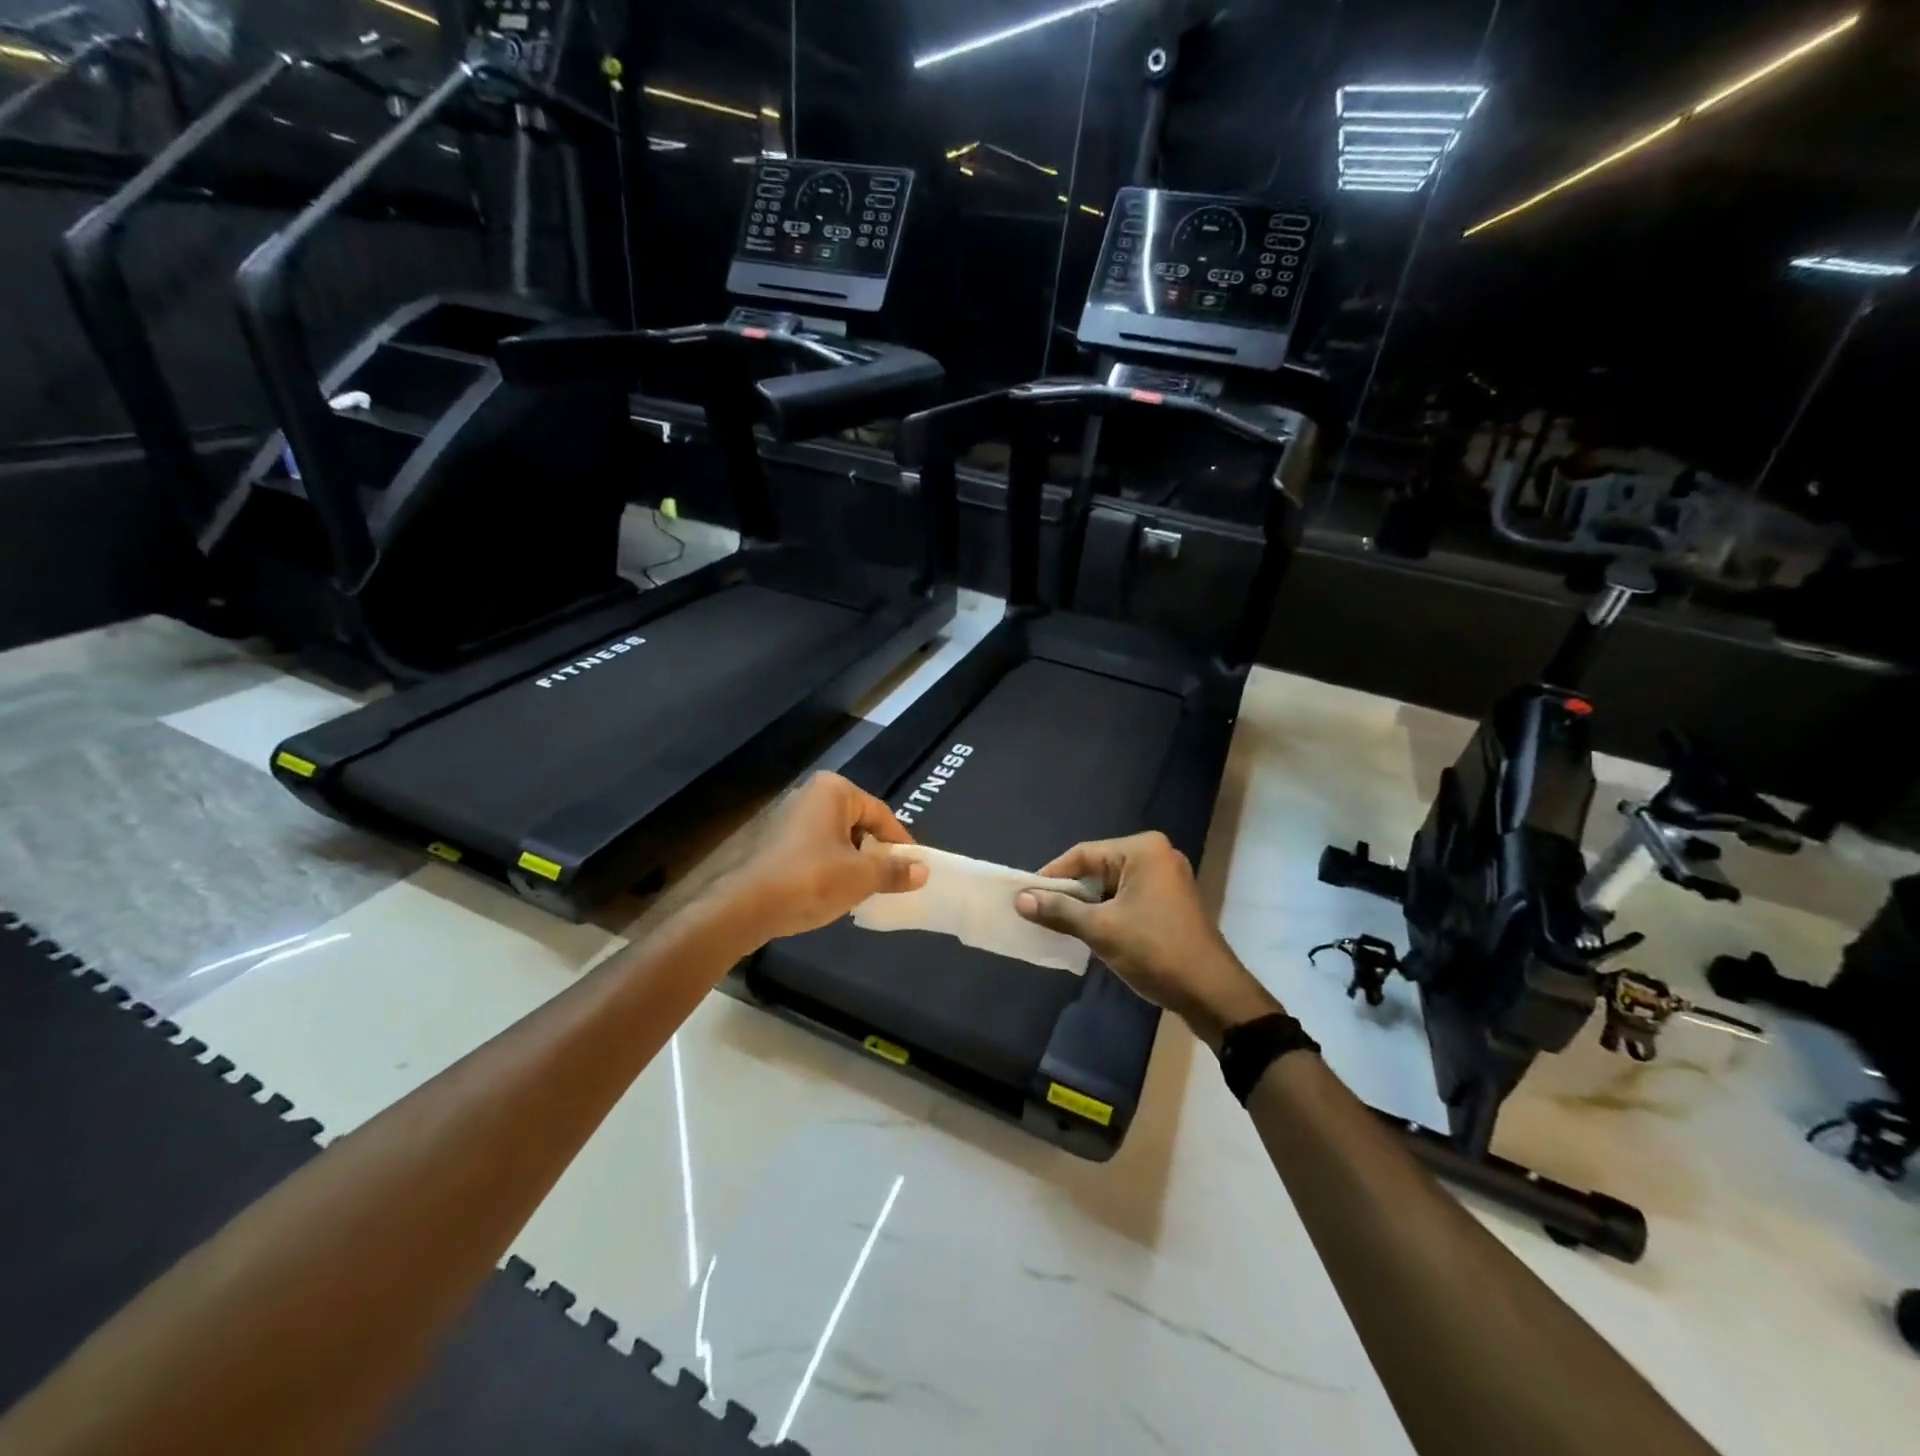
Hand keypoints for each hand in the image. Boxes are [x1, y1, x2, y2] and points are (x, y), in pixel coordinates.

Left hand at [714, 773, 927, 944]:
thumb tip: (922, 870)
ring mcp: (788, 817)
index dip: (900, 843)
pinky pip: (815, 849)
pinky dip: (830, 867)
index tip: (915, 868)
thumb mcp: (861, 877)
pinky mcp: (774, 841)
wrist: (746, 907)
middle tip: (891, 880)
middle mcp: (810, 794)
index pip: (881, 814)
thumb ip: (894, 870)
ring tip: (865, 890)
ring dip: (853, 862)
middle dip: (875, 852)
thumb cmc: (811, 880)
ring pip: (837, 839)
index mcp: (834, 790)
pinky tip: (834, 892)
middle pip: (858, 824)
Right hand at [1015, 831, 1281, 1048]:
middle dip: (1069, 893)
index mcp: (1142, 850)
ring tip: (1058, 926)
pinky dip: (1107, 913)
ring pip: (1111, 886)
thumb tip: (1020, 900)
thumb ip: (1059, 911)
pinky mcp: (1171, 903)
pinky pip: (1128, 899)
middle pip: (1097, 868)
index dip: (1051, 876)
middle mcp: (1157, 855)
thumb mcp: (1101, 930)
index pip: (1083, 854)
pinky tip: (1090, 934)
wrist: (1212, 994)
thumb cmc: (1156, 952)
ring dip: (1087, 906)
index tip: (1025, 897)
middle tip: (1039, 913)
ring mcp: (1167, 879)